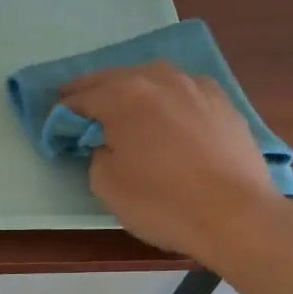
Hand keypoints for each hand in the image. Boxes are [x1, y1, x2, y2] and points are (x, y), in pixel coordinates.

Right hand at [62, 63, 289, 264]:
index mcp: (123, 96)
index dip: (64, 111)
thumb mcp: (107, 185)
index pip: (82, 97)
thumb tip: (107, 144)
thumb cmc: (163, 202)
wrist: (237, 216)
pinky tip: (169, 112)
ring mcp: (196, 87)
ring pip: (153, 78)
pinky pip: (184, 91)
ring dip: (133, 88)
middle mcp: (158, 79)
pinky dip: (168, 97)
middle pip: (116, 78)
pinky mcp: (223, 102)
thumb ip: (97, 155)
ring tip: (124, 105)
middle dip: (94, 91)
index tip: (55, 124)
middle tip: (80, 106)